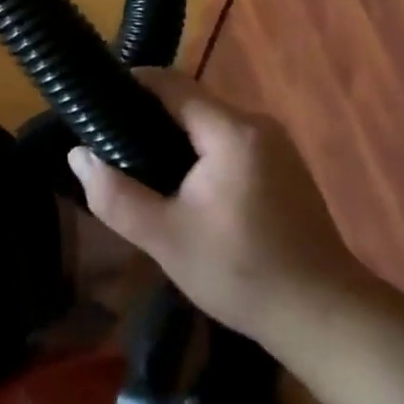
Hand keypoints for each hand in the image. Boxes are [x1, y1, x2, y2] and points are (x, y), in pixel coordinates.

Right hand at [66, 69, 375, 346]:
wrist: (326, 319)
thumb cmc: (243, 274)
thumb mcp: (166, 239)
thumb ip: (116, 195)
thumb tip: (78, 155)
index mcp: (232, 131)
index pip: (171, 83)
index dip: (130, 84)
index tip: (94, 102)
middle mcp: (256, 125)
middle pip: (189, 102)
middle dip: (146, 115)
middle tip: (108, 142)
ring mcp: (274, 145)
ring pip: (207, 123)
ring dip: (171, 135)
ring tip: (135, 163)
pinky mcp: (282, 167)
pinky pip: (227, 141)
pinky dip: (197, 151)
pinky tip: (179, 184)